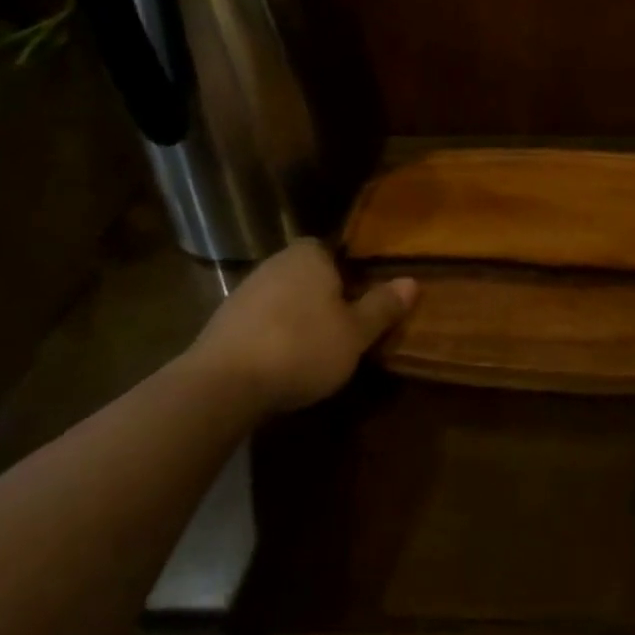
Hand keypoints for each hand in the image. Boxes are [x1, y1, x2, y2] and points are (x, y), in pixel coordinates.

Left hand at [189, 239, 416, 414]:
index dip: (349, 272)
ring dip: (296, 317)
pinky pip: (260, 321)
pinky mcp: (223, 322)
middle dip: (323, 296)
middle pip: (308, 273)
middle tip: (344, 326)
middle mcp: (276, 263)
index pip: (333, 249)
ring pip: (283, 298)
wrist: (222, 384)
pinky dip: (272, 335)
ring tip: (314, 349)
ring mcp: (245, 291)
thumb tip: (412, 282)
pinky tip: (281, 362)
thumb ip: (382, 306)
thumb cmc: (302, 347)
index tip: (361, 298)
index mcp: (309, 255)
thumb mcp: (355, 333)